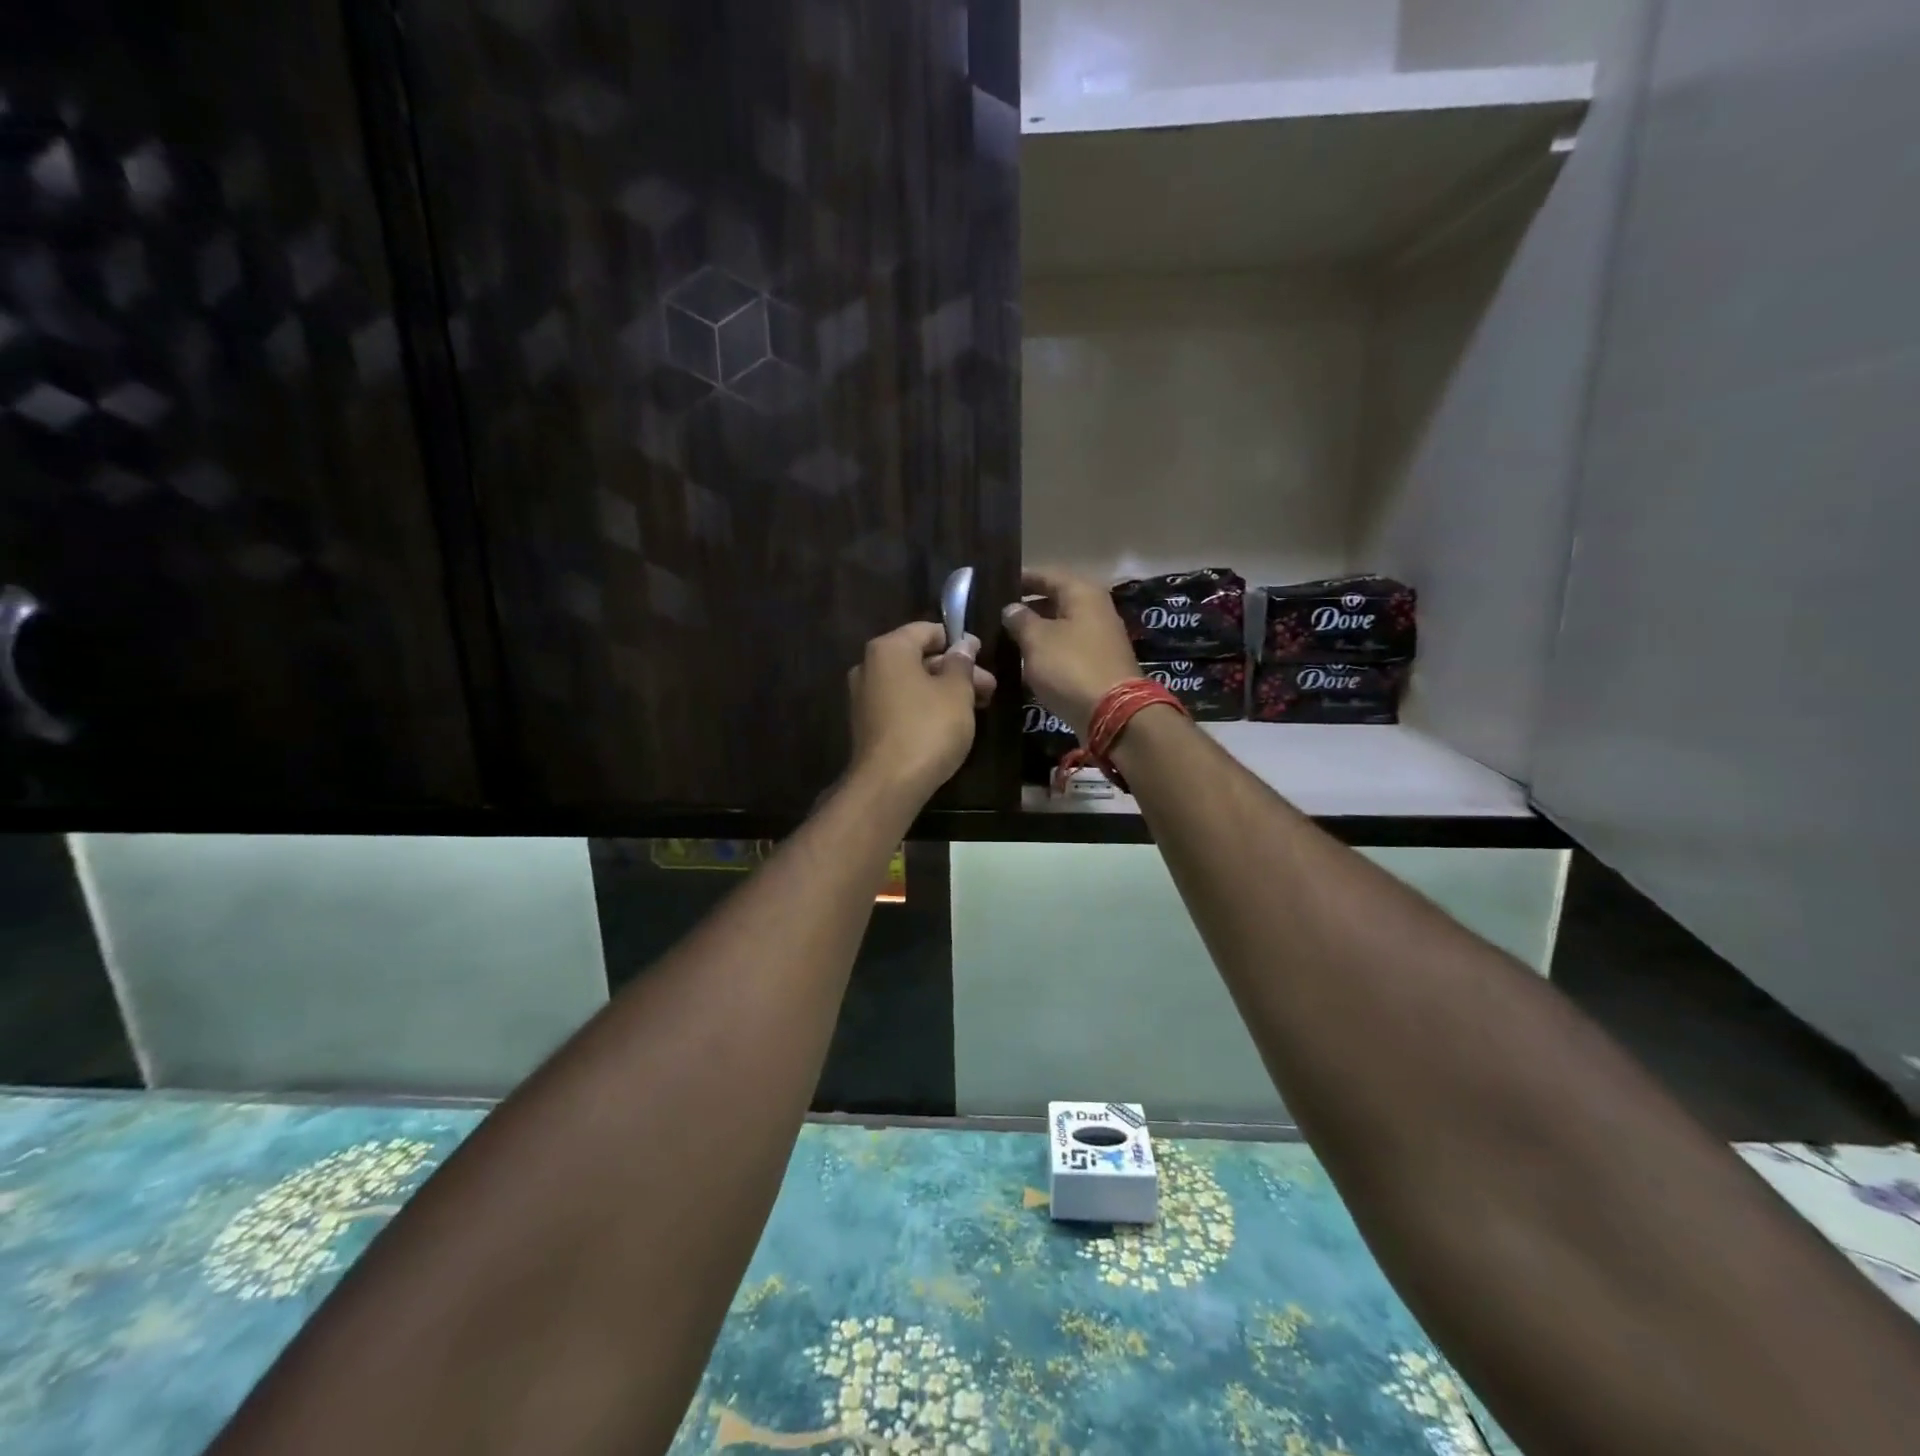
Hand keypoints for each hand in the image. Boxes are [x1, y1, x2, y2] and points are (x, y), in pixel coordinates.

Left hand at [847, 622, 996, 800]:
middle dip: (956, 670)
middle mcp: (869, 666)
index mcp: (888, 649)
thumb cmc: (928, 728)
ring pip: (912, 683)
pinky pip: (901, 704)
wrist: (888, 784)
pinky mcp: (867, 724)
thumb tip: (964, 645)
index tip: (983, 657)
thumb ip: (962, 664)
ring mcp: (864, 697)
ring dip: (944, 690)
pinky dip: (925, 707)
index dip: (958, 641)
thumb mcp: (956, 692)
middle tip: (989, 687)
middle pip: (919, 658)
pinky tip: (951, 723)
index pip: (927, 630)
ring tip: (977, 707)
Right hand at [1001, 567, 1140, 737]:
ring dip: (1036, 632)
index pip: (1046, 575)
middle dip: (1027, 607)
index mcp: (1083, 593)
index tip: (996, 585)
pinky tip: (1026, 661)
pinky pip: (1067, 649)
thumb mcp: (1037, 640)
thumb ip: (1021, 620)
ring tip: (1005, 638)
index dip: (1021, 579)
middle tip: (995, 615)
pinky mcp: (1098, 664)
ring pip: (1061, 627)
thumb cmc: (1071, 667)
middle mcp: (1096, 609)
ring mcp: (1100, 638)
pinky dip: (1047, 652)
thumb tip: (1011, 608)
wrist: (1112, 713)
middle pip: (1056, 600)